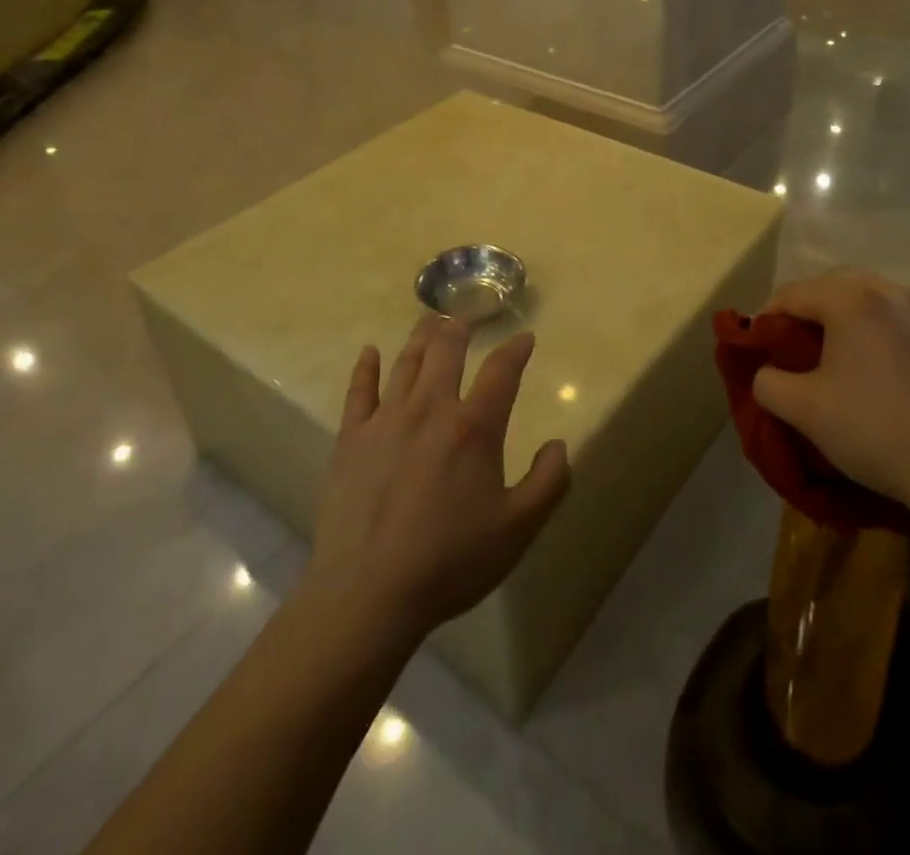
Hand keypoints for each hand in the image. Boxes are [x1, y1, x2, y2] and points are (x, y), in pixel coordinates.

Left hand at [307, 314, 570, 644]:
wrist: (368, 594)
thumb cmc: (450, 561)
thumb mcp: (518, 529)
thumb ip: (548, 482)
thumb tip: (558, 445)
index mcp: (474, 427)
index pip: (502, 371)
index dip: (517, 349)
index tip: (525, 338)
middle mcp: (431, 409)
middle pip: (447, 350)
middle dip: (460, 327)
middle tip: (466, 315)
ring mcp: (386, 420)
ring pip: (406, 362)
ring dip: (421, 336)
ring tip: (430, 319)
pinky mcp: (351, 439)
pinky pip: (359, 392)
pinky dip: (366, 368)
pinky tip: (370, 351)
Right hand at [752, 269, 909, 524]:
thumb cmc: (874, 430)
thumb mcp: (802, 410)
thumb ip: (767, 382)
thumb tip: (768, 372)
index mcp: (851, 301)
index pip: (794, 293)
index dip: (769, 316)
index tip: (759, 344)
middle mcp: (892, 294)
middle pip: (837, 284)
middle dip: (811, 306)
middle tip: (796, 340)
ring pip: (878, 298)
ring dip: (851, 314)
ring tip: (841, 350)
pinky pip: (909, 323)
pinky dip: (888, 332)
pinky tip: (887, 368)